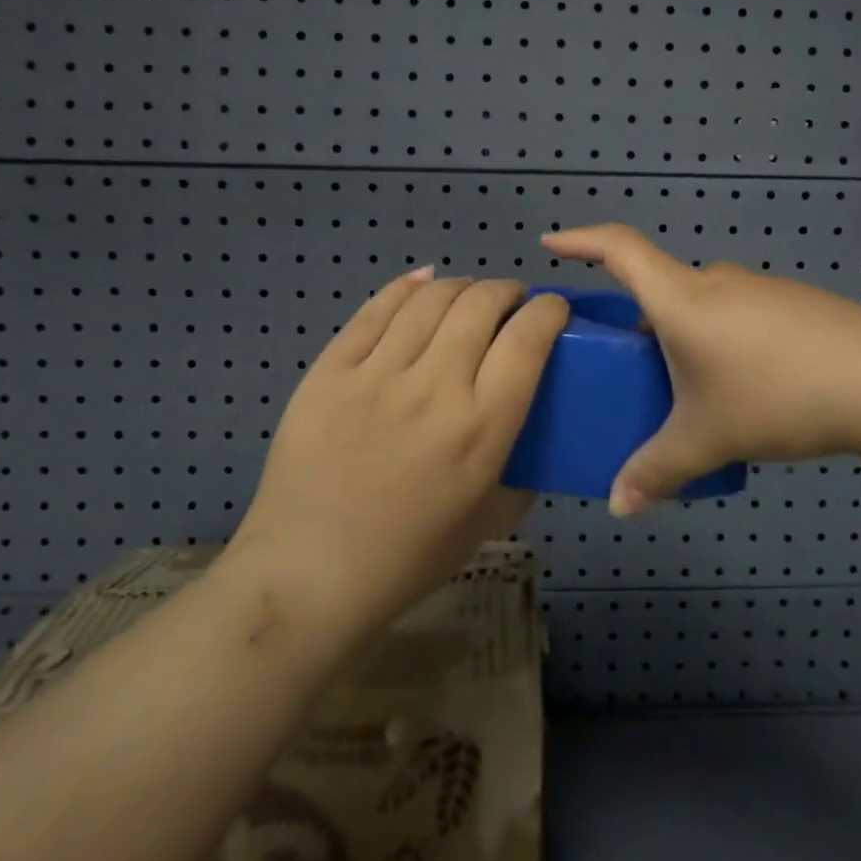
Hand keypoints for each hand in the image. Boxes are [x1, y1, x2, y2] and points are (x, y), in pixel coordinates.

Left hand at [228, 268, 568, 643]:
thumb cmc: (406, 558)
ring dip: (461, 286)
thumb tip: (535, 442)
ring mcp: (376, 374)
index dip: (549, 310)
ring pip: (430, 298)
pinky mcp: (330, 370)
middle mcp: (433, 388)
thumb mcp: (487, 522)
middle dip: (506, 290)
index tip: (552, 310)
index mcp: (480, 429)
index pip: (527, 340)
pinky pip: (375, 309)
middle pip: (480, 304)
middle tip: (509, 302)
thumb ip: (522, 476)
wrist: (308, 575)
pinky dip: (407, 287)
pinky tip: (421, 284)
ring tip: (467, 296)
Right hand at [542, 225, 860, 513]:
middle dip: (638, 321)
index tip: (550, 242)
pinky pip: (738, 315)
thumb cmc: (775, 393)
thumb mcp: (707, 438)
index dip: (580, 240)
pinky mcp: (794, 306)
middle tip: (629, 365)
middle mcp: (715, 281)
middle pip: (660, 286)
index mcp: (680, 297)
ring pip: (702, 305)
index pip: (617, 248)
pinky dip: (722, 342)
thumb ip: (657, 471)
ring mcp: (759, 290)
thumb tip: (620, 507)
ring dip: (684, 336)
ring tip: (687, 390)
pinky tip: (743, 389)